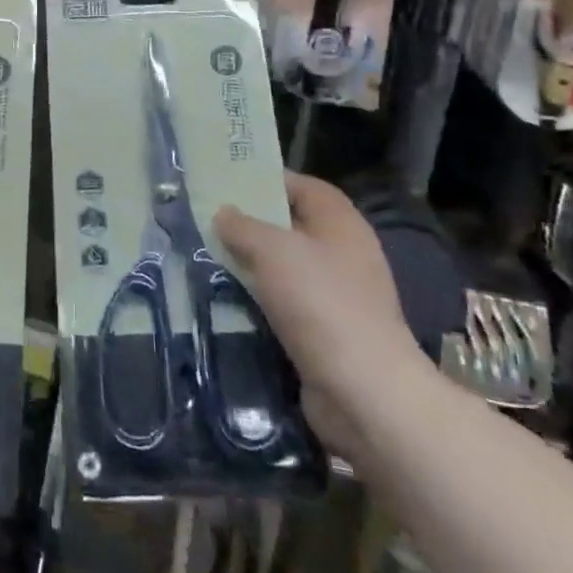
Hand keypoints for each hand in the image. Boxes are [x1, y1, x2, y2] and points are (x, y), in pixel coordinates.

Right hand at [215, 172, 428, 457]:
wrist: (363, 392)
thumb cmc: (321, 304)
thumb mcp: (272, 251)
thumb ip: (243, 226)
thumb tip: (224, 214)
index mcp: (340, 223)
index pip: (303, 186)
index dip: (267, 180)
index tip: (227, 183)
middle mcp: (343, 253)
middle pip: (292, 226)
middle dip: (252, 224)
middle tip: (209, 221)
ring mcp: (338, 295)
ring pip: (286, 268)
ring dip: (251, 265)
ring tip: (209, 258)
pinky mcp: (326, 332)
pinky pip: (285, 304)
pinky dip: (259, 301)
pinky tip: (228, 300)